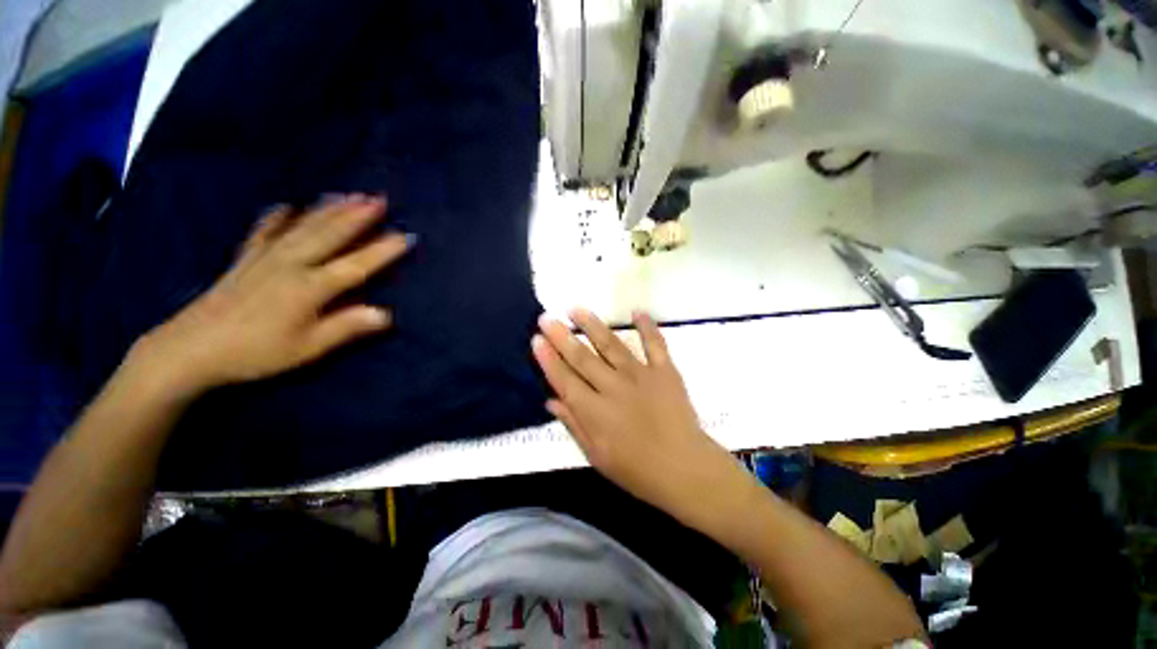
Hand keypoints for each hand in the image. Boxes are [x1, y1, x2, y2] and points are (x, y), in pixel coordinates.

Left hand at [133, 195, 410, 395]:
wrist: (190, 349)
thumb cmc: (256, 352)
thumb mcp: (307, 348)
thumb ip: (347, 327)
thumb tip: (387, 314)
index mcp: (309, 288)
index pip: (355, 265)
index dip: (382, 251)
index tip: (405, 236)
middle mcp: (290, 265)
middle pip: (329, 235)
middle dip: (356, 216)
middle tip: (378, 199)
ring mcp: (265, 258)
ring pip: (302, 227)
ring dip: (327, 210)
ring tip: (347, 195)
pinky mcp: (244, 260)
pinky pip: (263, 232)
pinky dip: (276, 218)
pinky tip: (286, 206)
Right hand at [532, 309, 745, 526]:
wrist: (685, 470)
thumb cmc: (637, 470)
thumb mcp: (597, 456)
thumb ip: (574, 424)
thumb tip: (551, 401)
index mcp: (595, 411)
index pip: (564, 379)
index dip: (548, 359)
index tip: (536, 339)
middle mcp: (613, 387)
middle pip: (582, 357)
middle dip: (562, 336)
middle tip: (547, 317)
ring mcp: (640, 375)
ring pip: (611, 345)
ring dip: (592, 325)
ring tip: (576, 308)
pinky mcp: (664, 371)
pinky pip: (655, 344)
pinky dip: (647, 326)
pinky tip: (637, 311)